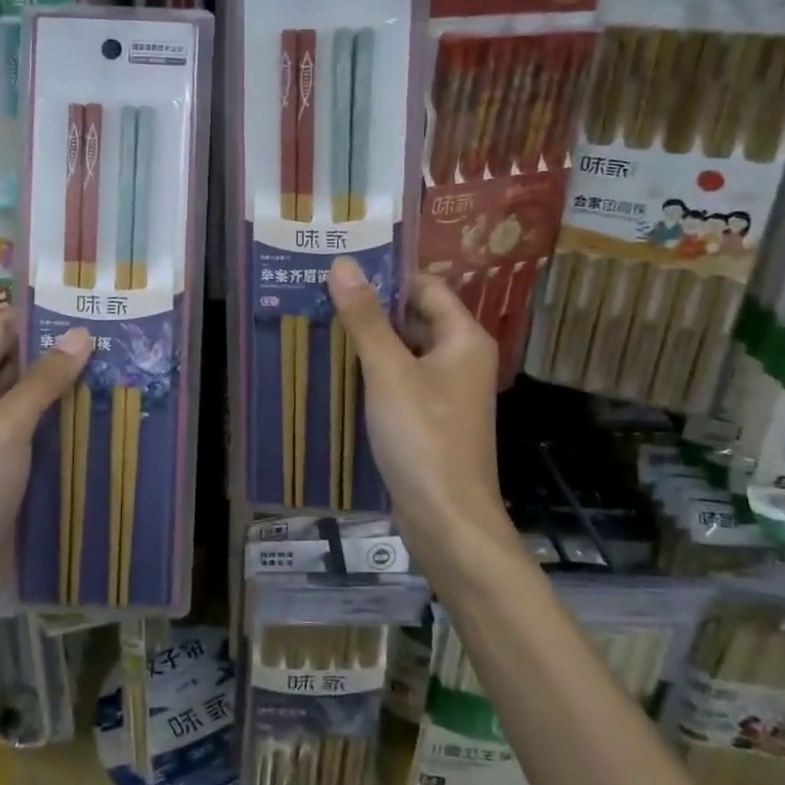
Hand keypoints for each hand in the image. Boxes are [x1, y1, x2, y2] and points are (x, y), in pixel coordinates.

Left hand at [0, 311, 91, 624]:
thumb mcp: (5, 429)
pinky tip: (105, 413)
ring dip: (69, 385)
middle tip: (113, 331)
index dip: (36, 313)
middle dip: (61, 348)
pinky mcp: (11, 469)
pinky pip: (42, 432)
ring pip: (34, 398)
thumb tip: (80, 335)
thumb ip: (42, 381)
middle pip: (19, 362)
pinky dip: (68, 420)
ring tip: (119, 365)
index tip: (82, 300)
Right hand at [327, 258, 509, 567]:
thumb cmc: (423, 438)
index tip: (341, 271)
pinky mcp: (432, 418)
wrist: (448, 520)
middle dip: (371, 309)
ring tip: (321, 327)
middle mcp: (461, 358)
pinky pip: (402, 380)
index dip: (386, 276)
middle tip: (321, 296)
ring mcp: (448, 390)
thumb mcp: (388, 372)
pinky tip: (338, 372)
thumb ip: (365, 318)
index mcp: (463, 338)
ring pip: (405, 350)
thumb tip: (344, 264)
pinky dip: (374, 372)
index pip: (425, 286)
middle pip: (415, 317)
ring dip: (370, 341)